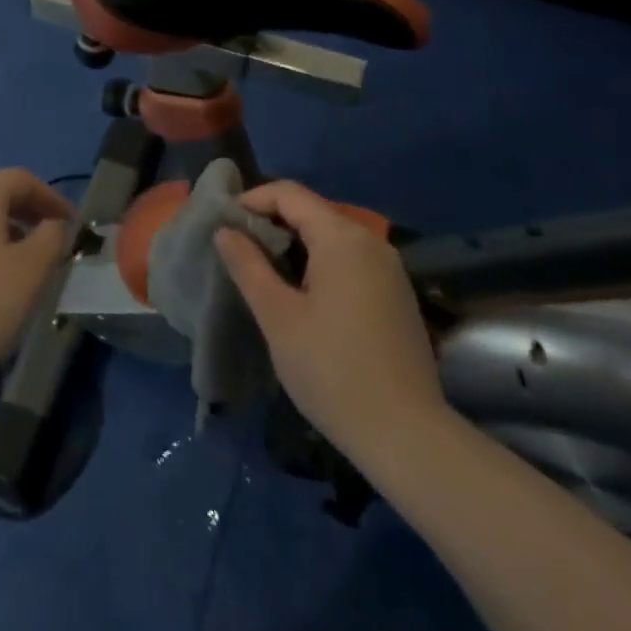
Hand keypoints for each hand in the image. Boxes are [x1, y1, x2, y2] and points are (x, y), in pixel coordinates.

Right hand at [215, 180, 447, 460]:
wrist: (407, 436)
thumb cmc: (332, 370)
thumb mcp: (278, 317)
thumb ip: (248, 266)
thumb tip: (225, 231)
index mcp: (341, 238)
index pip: (289, 194)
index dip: (253, 200)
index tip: (224, 224)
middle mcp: (370, 242)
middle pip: (313, 212)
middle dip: (272, 223)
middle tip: (238, 250)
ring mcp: (390, 269)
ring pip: (332, 237)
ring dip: (295, 245)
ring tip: (263, 273)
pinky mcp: (397, 295)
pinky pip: (351, 261)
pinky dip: (320, 264)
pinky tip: (303, 297)